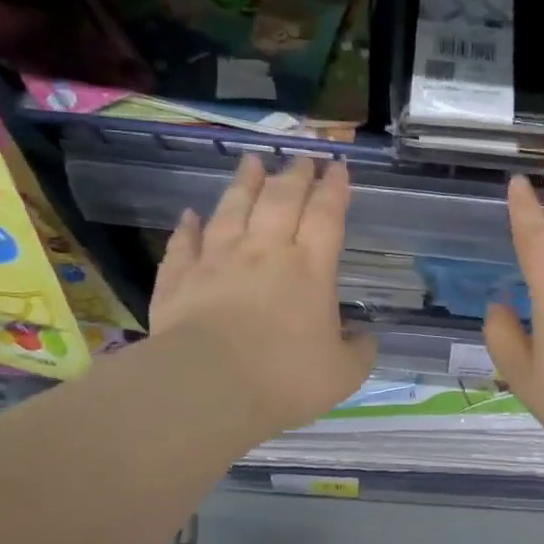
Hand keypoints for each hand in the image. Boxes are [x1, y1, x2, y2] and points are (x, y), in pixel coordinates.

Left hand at [149, 154, 375, 443]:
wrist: (209, 387)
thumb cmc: (285, 378)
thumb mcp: (343, 374)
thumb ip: (359, 351)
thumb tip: (364, 337)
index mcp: (310, 269)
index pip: (326, 216)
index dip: (334, 188)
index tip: (338, 167)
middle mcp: (265, 252)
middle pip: (281, 200)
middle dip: (295, 175)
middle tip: (302, 157)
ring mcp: (217, 261)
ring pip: (232, 209)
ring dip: (244, 183)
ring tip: (252, 161)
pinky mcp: (179, 279)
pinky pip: (184, 244)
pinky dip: (187, 227)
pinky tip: (189, 215)